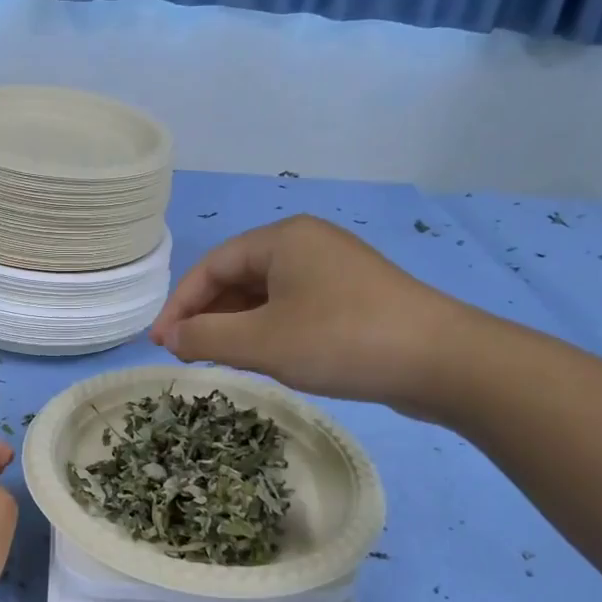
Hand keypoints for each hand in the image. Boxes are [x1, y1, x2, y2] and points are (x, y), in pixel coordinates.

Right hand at [150, 215, 480, 418]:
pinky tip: (264, 358)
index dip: (180, 305)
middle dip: (207, 316)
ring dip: (236, 326)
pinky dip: (268, 331)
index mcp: (282, 239)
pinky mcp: (354, 298)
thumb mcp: (262, 343)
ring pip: (267, 296)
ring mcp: (334, 271)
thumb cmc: (341, 341)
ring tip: (218, 361)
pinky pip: (294, 308)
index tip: (161, 344)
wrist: (441, 361)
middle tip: (186, 356)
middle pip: (238, 277)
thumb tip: (171, 339)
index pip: (212, 265)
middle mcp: (307, 244)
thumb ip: (207, 338)